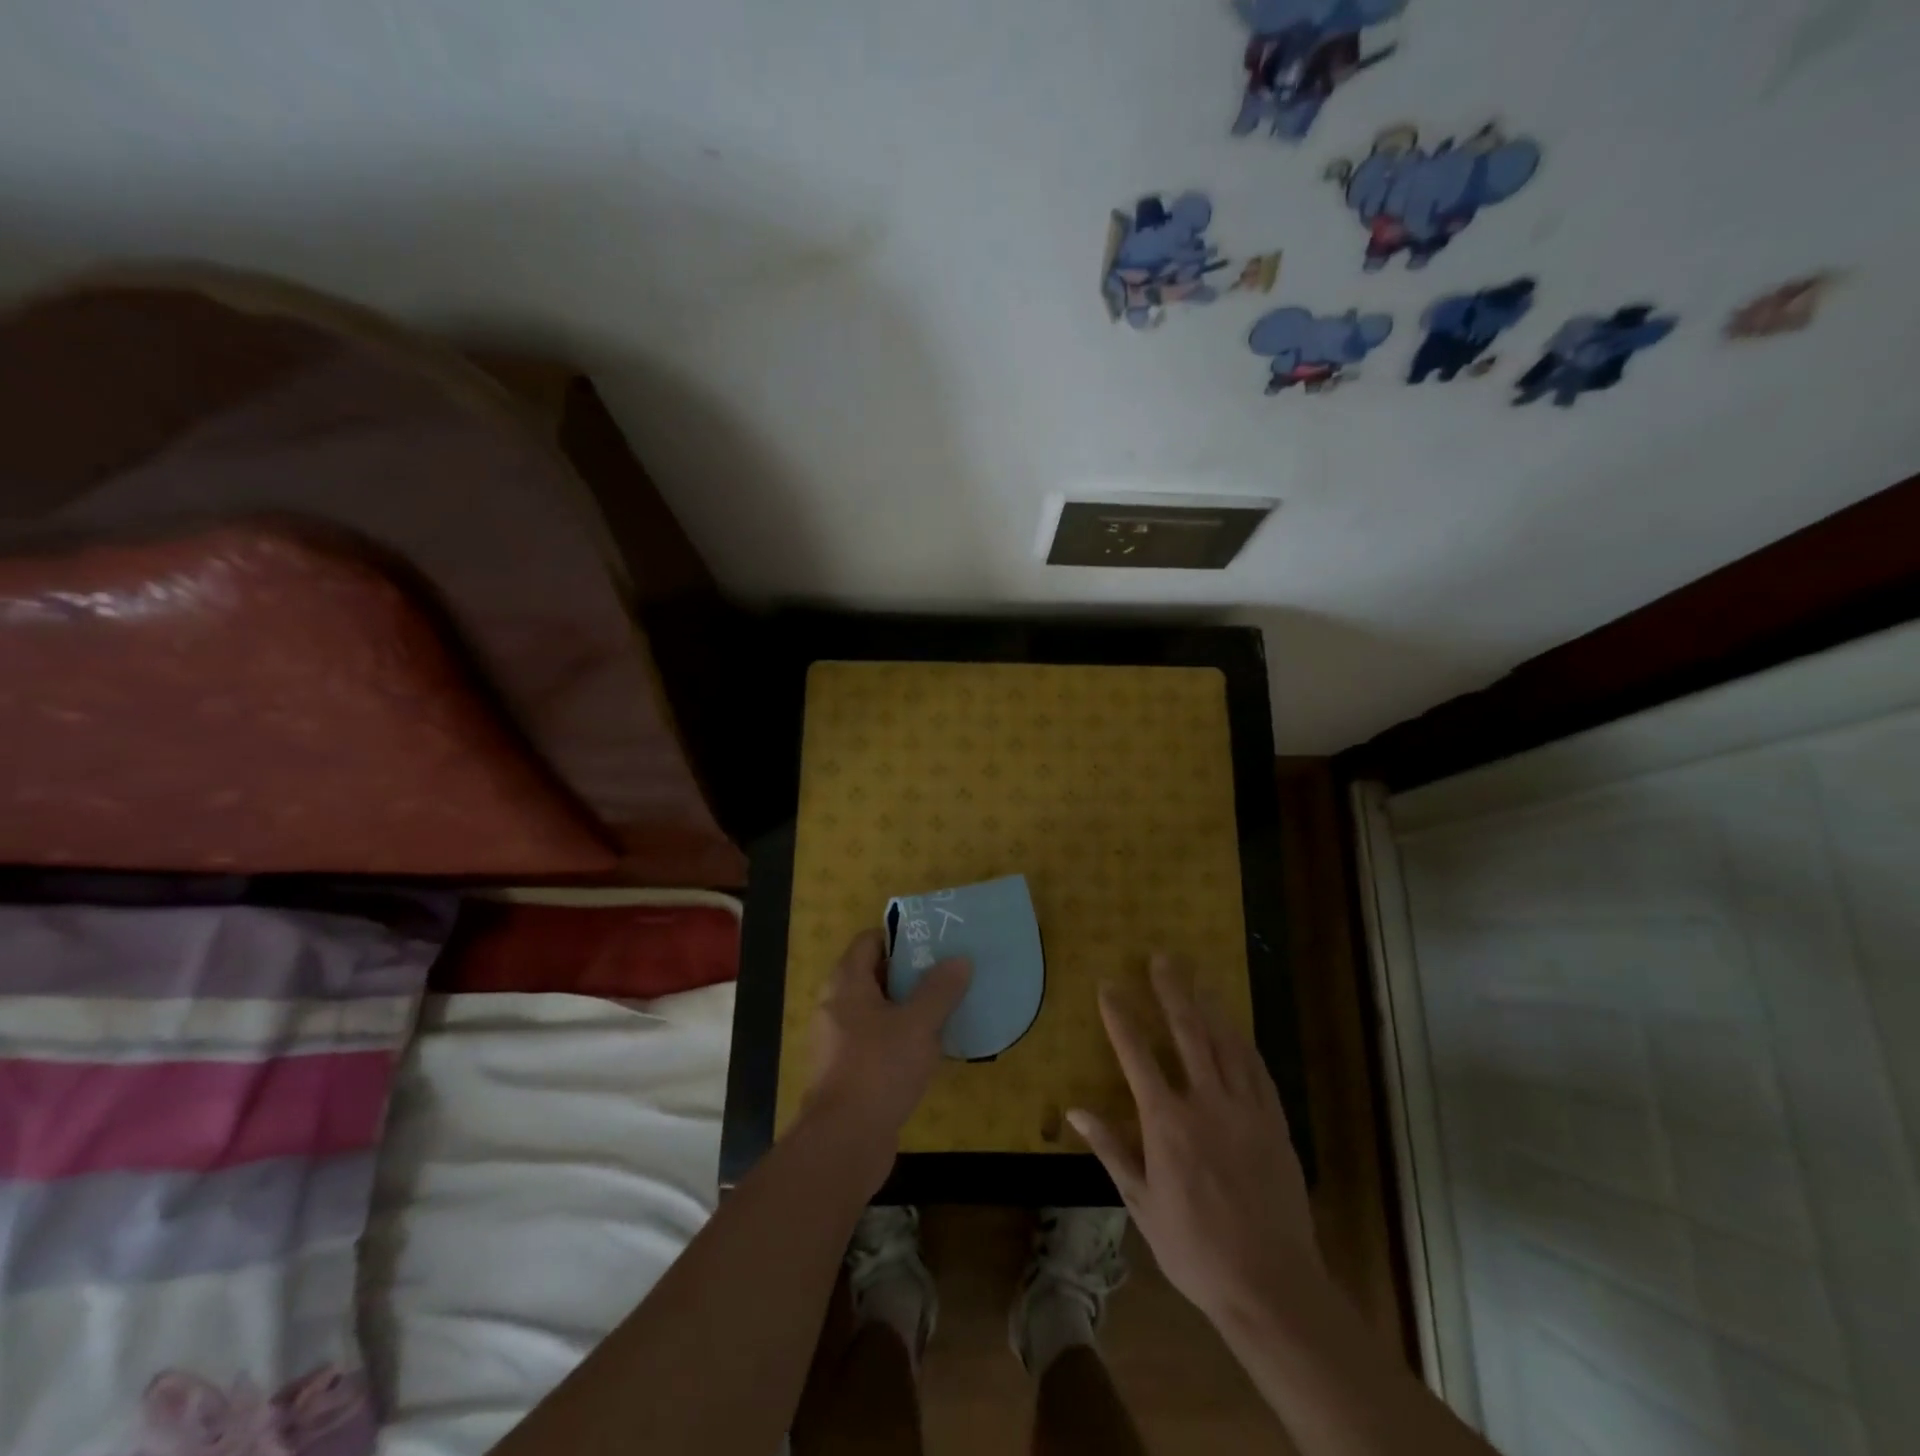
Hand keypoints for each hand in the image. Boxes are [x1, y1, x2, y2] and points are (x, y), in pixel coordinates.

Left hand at [803, 928, 970, 1192]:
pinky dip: (900, 1037)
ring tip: (946, 1006)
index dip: (900, 936)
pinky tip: (930, 1048)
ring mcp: (839, 1041)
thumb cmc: (879, 1069)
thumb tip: (959, 959)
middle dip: (910, 972)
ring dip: (908, 1007)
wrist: (843, 1142)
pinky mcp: (848, 1072)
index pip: (870, 941)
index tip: (934, 942)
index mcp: (846, 983)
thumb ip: (940, 989)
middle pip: (874, 974)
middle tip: (948, 972)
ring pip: (877, 1010)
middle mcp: (836, 1006)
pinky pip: (876, 1040)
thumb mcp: (919, 1024)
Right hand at [1068, 956, 1316, 1328]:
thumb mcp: (1141, 1203)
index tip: (1109, 986)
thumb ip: (1111, 1150)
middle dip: (1171, 991)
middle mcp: (1205, 1103)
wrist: (1270, 1285)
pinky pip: (1258, 1070)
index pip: (1137, 1055)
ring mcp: (1245, 1110)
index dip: (1120, 1017)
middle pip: (1187, 1032)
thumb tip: (1075, 1110)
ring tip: (1198, 977)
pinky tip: (1238, 1028)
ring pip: (1226, 1043)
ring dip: (1210, 1006)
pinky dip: (1244, 1043)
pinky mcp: (1274, 1123)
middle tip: (1162, 958)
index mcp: (1167, 1122)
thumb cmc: (1195, 1248)